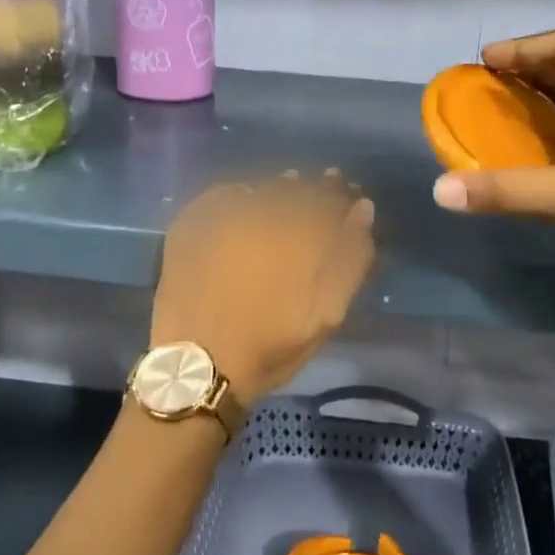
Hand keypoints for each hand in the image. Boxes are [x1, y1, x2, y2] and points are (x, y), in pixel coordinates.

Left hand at [152, 172, 375, 406]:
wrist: (197, 367)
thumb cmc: (269, 346)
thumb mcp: (326, 314)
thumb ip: (350, 259)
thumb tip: (363, 209)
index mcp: (299, 234)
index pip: (330, 197)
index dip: (343, 195)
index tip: (349, 196)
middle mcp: (262, 214)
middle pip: (296, 188)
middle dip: (313, 188)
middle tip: (321, 191)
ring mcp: (222, 215)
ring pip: (262, 188)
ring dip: (279, 189)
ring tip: (287, 194)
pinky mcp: (191, 222)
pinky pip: (224, 193)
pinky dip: (241, 194)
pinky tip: (247, 204)